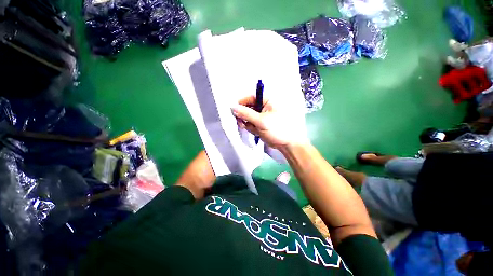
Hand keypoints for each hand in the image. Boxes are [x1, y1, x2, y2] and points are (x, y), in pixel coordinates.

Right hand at [231, 96, 307, 149]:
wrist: (287, 144)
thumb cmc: (277, 129)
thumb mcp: (261, 121)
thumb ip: (246, 114)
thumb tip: (232, 107)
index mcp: (267, 101)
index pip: (251, 97)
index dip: (242, 103)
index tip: (235, 111)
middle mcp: (264, 107)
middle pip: (248, 107)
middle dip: (245, 116)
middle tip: (242, 123)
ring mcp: (262, 116)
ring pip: (248, 117)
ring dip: (248, 124)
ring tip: (254, 129)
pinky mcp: (260, 124)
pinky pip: (251, 124)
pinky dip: (251, 128)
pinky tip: (257, 132)